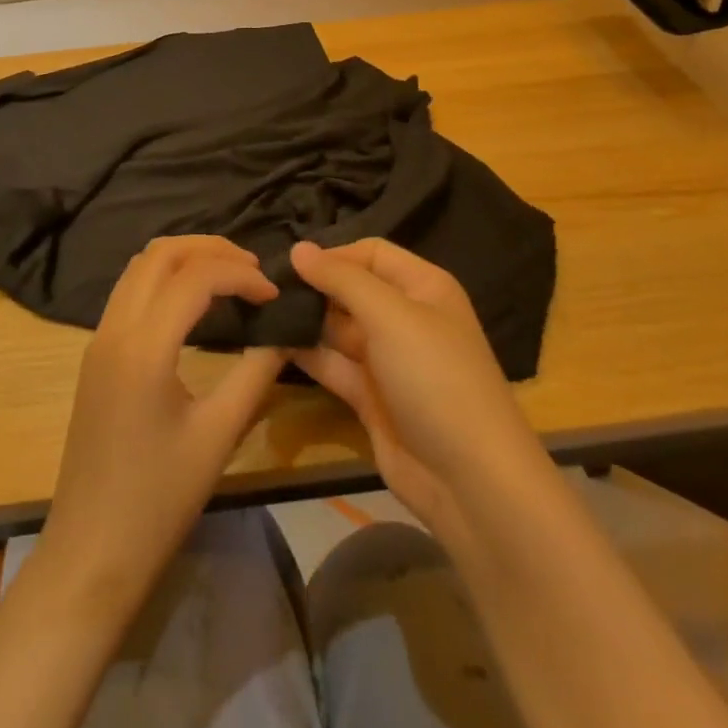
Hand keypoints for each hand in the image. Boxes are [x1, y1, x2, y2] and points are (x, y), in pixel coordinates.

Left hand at [37, 236, 287, 618]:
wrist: (91, 551)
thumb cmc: (158, 500)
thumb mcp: (219, 435)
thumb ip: (256, 372)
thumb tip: (285, 331)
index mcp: (143, 347)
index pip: (195, 277)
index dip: (241, 274)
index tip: (274, 296)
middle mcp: (114, 329)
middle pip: (159, 254)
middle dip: (210, 249)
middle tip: (252, 270)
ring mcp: (98, 340)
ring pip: (139, 268)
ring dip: (184, 260)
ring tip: (229, 278)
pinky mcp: (95, 356)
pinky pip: (129, 293)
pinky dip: (165, 280)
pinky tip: (195, 306)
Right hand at [289, 239, 543, 549]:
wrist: (469, 479)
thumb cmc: (434, 379)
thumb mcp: (390, 316)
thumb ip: (342, 279)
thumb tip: (298, 248)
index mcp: (423, 287)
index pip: (372, 253)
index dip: (333, 255)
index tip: (289, 265)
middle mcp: (405, 317)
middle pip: (351, 290)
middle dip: (313, 288)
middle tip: (264, 290)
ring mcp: (387, 359)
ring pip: (337, 328)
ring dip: (304, 321)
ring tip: (259, 313)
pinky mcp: (369, 396)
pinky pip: (332, 365)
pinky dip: (305, 355)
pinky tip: (268, 345)